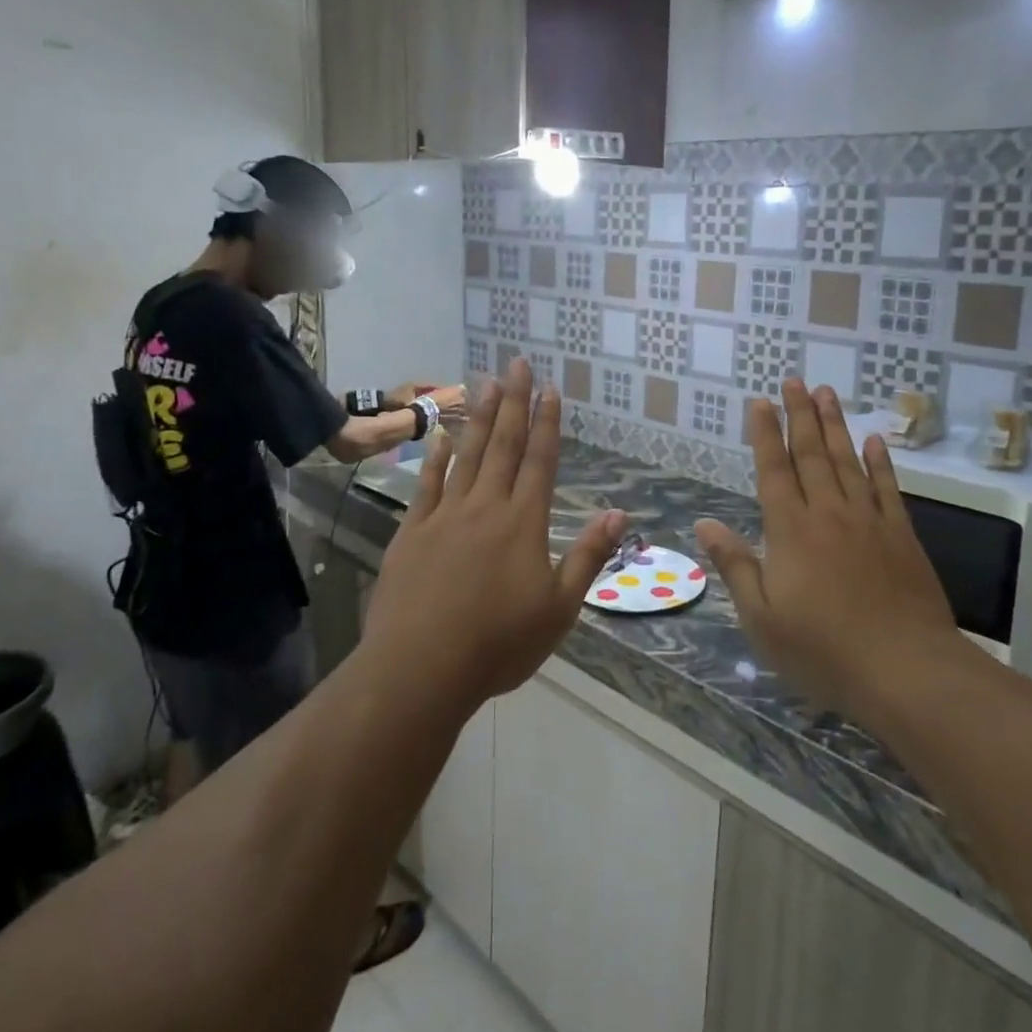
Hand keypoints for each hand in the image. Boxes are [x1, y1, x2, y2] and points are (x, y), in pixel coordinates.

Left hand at [365, 359, 626, 707]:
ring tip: (486, 382)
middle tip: (518, 363)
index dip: (547, 423)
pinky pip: (427, 484)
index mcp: (524, 523)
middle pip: (504, 445)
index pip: (540, 461)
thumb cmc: (499, 644)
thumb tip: (619, 513)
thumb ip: (588, 556)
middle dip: (514, 402)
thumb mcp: (560, 608)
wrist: (421, 668)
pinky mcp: (412, 532)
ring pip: (467, 455)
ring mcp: (445, 516)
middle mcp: (486, 507)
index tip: (550, 389)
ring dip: (479, 416)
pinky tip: (440, 436)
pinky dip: (436, 458)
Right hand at [695, 382, 961, 720]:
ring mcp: (868, 520)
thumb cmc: (822, 649)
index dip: (766, 434)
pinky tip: (874, 439)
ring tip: (827, 392)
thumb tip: (704, 523)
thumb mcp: (762, 617)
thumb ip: (735, 564)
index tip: (761, 401)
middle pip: (812, 454)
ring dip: (835, 424)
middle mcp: (828, 513)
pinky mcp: (901, 535)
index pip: (774, 469)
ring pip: (848, 461)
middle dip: (800, 414)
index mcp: (790, 530)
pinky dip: (879, 461)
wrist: (905, 670)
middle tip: (795, 380)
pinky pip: (887, 488)